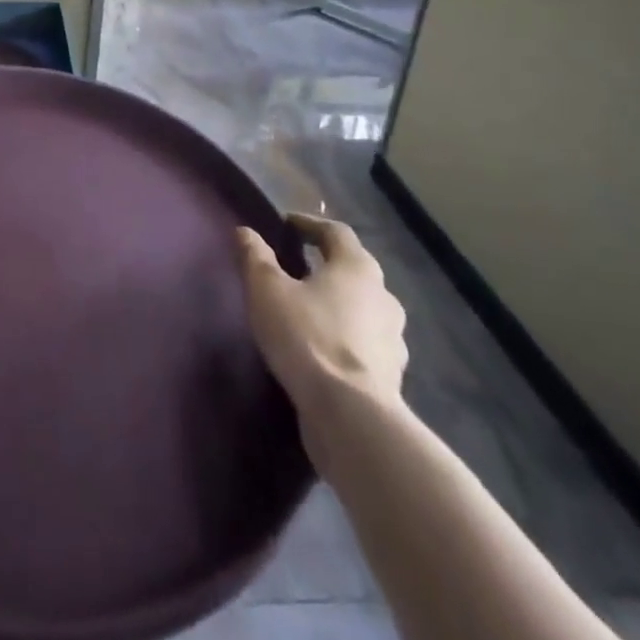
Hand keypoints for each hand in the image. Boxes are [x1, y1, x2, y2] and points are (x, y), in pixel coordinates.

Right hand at [238, 213, 407, 456]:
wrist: (350, 415)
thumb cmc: (306, 337)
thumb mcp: (267, 290)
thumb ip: (256, 257)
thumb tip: (246, 231)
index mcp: (357, 268)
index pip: (336, 232)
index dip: (310, 224)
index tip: (287, 224)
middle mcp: (383, 296)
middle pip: (355, 269)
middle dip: (327, 264)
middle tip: (297, 265)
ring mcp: (393, 338)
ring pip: (364, 308)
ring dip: (340, 302)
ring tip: (309, 309)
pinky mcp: (392, 374)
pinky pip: (366, 342)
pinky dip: (346, 337)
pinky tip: (325, 348)